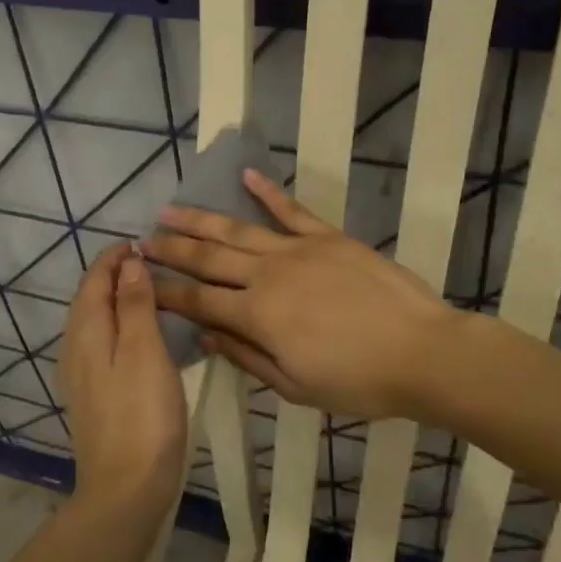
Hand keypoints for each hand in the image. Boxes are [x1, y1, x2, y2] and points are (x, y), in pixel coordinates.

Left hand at [59, 241, 187, 507]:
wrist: (125, 489)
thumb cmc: (142, 416)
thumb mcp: (145, 352)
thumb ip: (136, 305)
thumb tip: (129, 262)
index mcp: (87, 333)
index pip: (94, 281)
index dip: (114, 258)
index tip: (141, 243)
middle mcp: (75, 350)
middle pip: (87, 300)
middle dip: (111, 275)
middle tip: (145, 262)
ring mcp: (79, 377)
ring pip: (91, 323)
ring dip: (112, 301)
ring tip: (143, 291)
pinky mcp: (90, 398)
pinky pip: (97, 346)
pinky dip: (113, 326)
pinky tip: (133, 338)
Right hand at [143, 169, 458, 419]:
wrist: (422, 352)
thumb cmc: (357, 381)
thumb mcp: (295, 386)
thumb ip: (247, 357)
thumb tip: (206, 336)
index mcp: (257, 316)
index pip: (197, 300)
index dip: (165, 291)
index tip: (139, 281)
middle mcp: (268, 275)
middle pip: (208, 259)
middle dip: (171, 250)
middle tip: (141, 240)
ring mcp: (298, 250)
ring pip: (238, 230)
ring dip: (201, 219)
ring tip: (170, 209)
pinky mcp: (328, 237)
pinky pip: (291, 210)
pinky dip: (267, 192)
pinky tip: (245, 176)